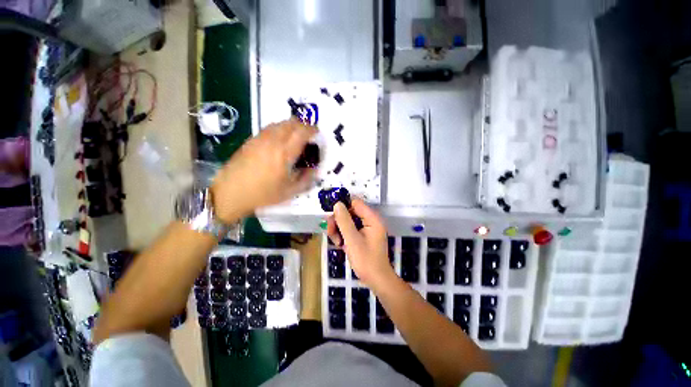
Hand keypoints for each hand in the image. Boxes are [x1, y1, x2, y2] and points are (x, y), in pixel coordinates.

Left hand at [211, 120, 316, 221]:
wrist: (230, 192)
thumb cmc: (263, 194)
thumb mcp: (290, 191)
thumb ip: (306, 179)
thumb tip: (314, 169)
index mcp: (284, 153)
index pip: (301, 132)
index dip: (312, 129)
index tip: (317, 133)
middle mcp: (273, 141)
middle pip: (291, 123)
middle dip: (303, 125)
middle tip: (308, 134)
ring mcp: (260, 138)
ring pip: (279, 123)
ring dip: (291, 126)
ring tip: (295, 136)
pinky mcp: (251, 140)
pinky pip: (269, 128)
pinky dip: (279, 129)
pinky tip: (280, 140)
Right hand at [326, 198, 393, 286]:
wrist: (376, 280)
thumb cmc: (366, 260)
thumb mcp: (352, 240)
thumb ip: (344, 221)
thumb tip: (337, 204)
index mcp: (372, 219)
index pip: (355, 203)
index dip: (342, 206)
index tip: (331, 215)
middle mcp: (370, 221)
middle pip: (350, 212)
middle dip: (339, 221)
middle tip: (331, 232)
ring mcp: (367, 229)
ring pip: (348, 221)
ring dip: (339, 229)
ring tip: (337, 242)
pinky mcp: (363, 236)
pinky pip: (350, 229)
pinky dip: (343, 235)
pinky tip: (340, 244)